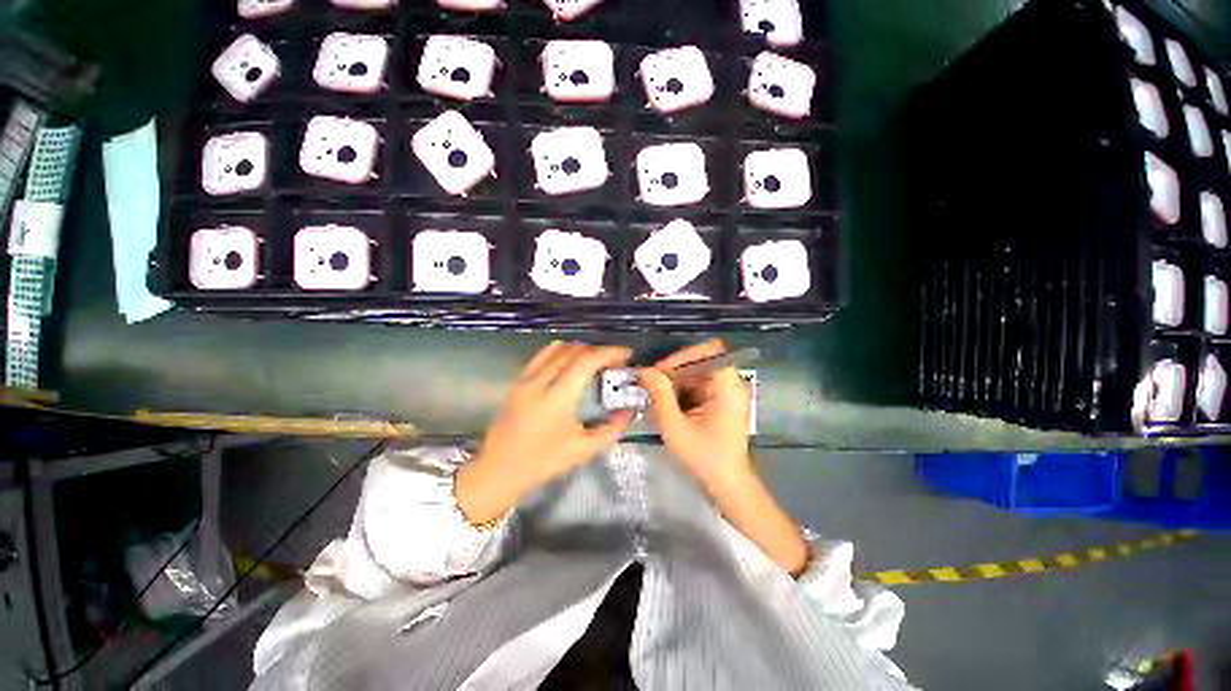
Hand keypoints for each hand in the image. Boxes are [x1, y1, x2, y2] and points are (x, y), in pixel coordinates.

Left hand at [456, 342, 633, 523]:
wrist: (499, 470)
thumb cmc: (543, 462)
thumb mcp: (582, 450)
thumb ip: (611, 429)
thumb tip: (629, 411)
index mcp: (557, 397)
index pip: (587, 361)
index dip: (609, 352)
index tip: (626, 354)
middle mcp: (540, 380)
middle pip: (574, 350)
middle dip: (598, 350)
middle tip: (614, 361)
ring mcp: (526, 378)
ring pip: (558, 348)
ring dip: (581, 349)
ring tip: (595, 361)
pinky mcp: (518, 380)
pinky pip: (543, 355)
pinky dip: (562, 352)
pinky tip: (571, 363)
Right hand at [638, 339, 752, 489]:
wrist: (727, 485)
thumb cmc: (704, 458)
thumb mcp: (675, 427)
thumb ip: (659, 395)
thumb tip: (645, 370)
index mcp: (728, 386)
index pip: (710, 351)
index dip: (683, 355)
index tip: (661, 370)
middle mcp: (731, 384)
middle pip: (700, 363)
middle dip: (673, 373)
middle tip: (651, 386)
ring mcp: (727, 393)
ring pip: (696, 376)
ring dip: (675, 385)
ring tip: (656, 400)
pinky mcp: (720, 402)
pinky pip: (697, 387)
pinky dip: (681, 394)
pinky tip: (668, 408)